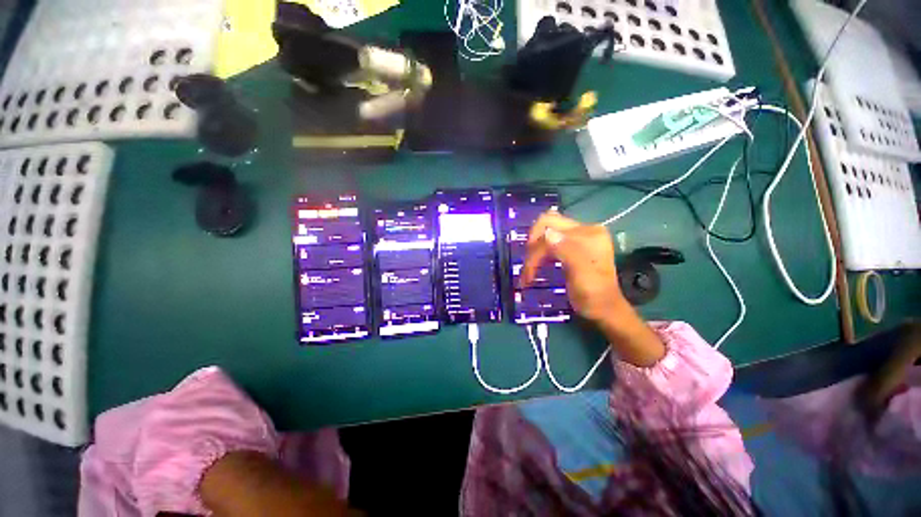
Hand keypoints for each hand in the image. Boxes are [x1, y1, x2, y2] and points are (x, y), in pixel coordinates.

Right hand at [521, 212, 624, 323]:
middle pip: (546, 226)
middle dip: (533, 248)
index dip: (536, 250)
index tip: (528, 273)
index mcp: (589, 233)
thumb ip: (567, 251)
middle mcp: (583, 230)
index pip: (551, 230)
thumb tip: (547, 234)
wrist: (604, 310)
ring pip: (544, 235)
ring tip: (529, 273)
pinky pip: (548, 243)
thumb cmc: (594, 296)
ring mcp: (577, 237)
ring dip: (534, 253)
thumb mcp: (582, 274)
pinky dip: (539, 255)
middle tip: (527, 270)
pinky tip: (535, 268)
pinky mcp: (571, 246)